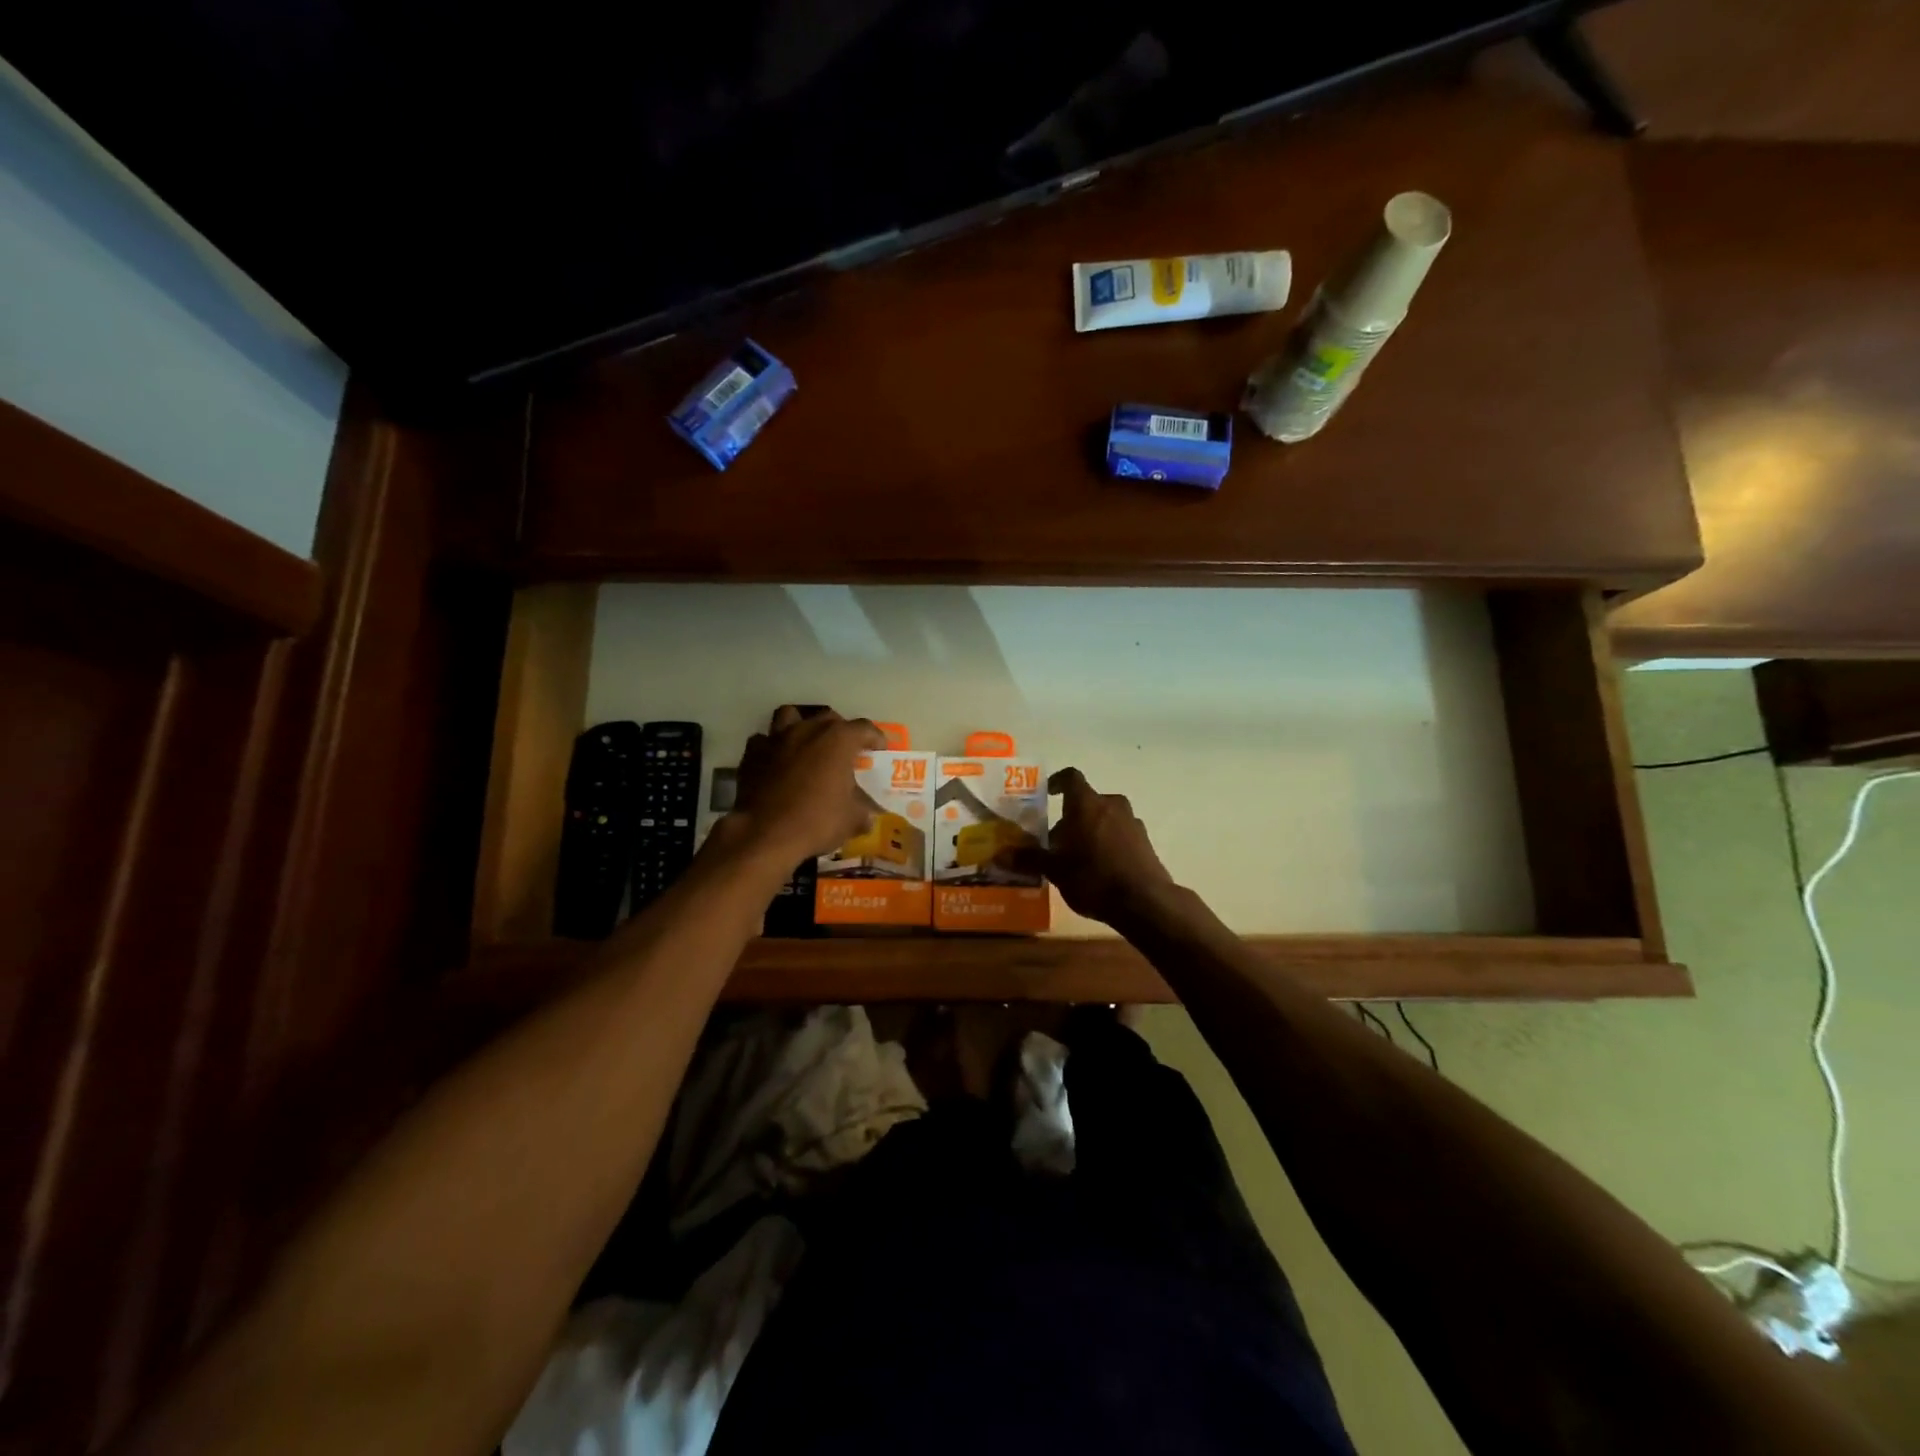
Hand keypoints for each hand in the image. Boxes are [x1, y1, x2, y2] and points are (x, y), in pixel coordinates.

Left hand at [728, 706, 885, 865]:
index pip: (864, 728)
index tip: (879, 750)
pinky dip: (772, 748)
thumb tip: (868, 816)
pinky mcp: (752, 754)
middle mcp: (808, 730)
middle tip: (844, 751)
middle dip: (840, 731)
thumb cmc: (816, 821)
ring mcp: (777, 738)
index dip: (875, 738)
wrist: (764, 834)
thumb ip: (863, 810)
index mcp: (838, 740)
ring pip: (791, 715)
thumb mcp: (852, 820)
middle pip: (829, 718)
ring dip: (801, 725)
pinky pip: (764, 741)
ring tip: (807, 743)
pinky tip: (776, 762)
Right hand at [1001, 767, 1174, 927]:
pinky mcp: (1146, 842)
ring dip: (1091, 830)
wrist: (1144, 901)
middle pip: (1087, 802)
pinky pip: (1120, 834)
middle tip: (1057, 841)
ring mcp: (1132, 822)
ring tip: (1078, 856)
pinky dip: (1108, 843)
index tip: (1048, 793)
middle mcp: (1111, 805)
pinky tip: (1100, 868)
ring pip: (1105, 818)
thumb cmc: (1093, 877)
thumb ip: (1029, 858)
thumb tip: (1000, 854)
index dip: (1058, 782)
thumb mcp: (1055, 870)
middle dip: (1071, 817)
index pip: (1071, 778)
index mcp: (1086, 803)